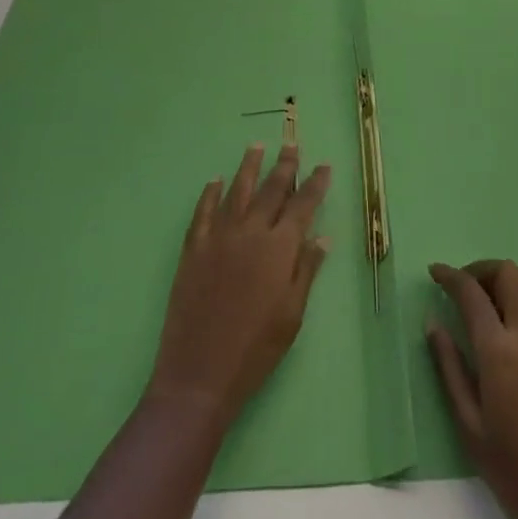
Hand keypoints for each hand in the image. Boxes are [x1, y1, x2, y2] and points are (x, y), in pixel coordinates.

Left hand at [146, 143, 330, 425]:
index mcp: (279, 248)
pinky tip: (215, 181)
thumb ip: (306, 270)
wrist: (199, 374)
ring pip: (237, 190)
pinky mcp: (193, 248)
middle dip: (285, 165)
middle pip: (271, 189)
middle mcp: (250, 232)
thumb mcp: (292, 314)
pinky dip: (210, 193)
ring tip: (257, 146)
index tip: (323, 166)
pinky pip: (203, 211)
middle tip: (292, 145)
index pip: (303, 205)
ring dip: (249, 167)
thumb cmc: (256, 350)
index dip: (315, 184)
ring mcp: (218, 237)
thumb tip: (322, 236)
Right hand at [427, 260, 517, 518]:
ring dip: (504, 282)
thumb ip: (450, 369)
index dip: (451, 276)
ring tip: (484, 305)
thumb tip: (433, 324)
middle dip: (481, 270)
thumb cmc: (517, 476)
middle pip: (508, 274)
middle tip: (461, 288)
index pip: (472, 293)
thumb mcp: (471, 428)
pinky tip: (509, 330)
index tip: (434, 271)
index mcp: (501, 352)